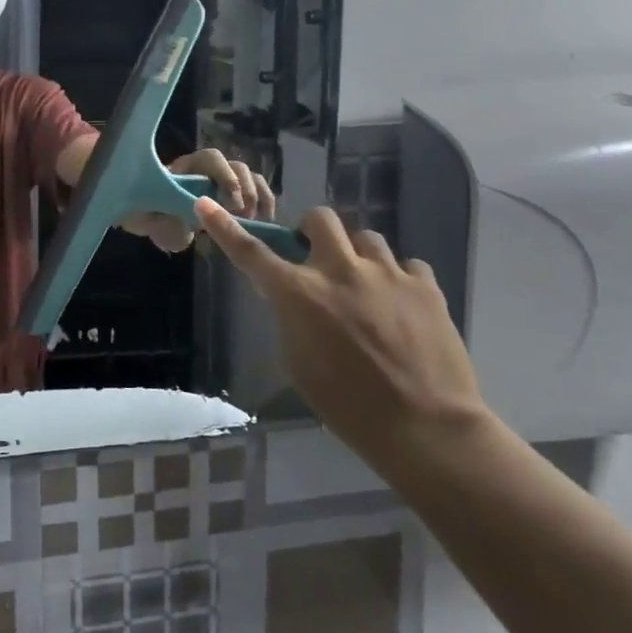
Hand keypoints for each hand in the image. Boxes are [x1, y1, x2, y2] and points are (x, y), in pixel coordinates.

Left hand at [126, 150, 274, 252]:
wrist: (155, 221)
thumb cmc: (148, 214)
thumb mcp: (147, 220)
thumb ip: (161, 220)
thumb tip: (182, 221)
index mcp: (186, 168)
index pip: (210, 158)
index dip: (224, 175)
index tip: (229, 203)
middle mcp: (209, 169)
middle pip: (236, 166)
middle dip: (243, 190)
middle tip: (242, 216)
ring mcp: (226, 180)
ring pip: (251, 177)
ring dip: (257, 197)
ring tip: (253, 222)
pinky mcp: (238, 196)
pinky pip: (260, 191)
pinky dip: (266, 203)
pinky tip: (265, 223)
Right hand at [195, 200, 488, 473]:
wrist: (426, 428)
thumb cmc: (348, 406)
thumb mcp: (299, 364)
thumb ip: (291, 319)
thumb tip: (293, 298)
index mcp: (300, 294)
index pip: (252, 253)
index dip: (226, 228)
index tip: (206, 204)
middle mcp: (340, 270)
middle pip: (320, 219)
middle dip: (313, 232)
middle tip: (317, 258)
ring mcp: (387, 273)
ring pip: (366, 237)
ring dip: (357, 256)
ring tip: (365, 287)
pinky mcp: (425, 286)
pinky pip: (407, 265)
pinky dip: (397, 279)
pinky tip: (401, 305)